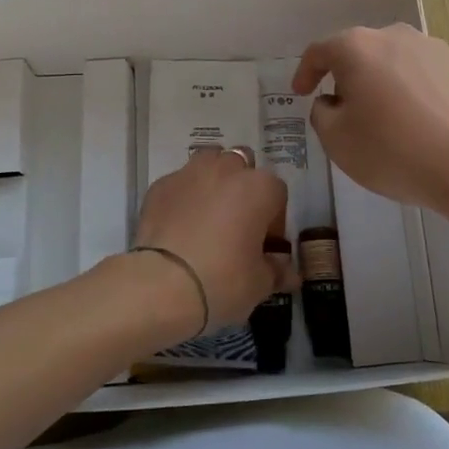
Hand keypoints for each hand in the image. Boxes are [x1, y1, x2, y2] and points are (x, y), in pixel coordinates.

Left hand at [131, 147, 295, 337]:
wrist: (161, 284)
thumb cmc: (222, 280)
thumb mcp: (259, 283)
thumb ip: (277, 271)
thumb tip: (288, 274)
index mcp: (259, 187)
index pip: (277, 194)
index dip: (273, 220)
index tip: (264, 245)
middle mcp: (226, 169)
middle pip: (242, 167)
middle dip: (243, 188)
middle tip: (237, 224)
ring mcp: (190, 173)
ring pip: (209, 163)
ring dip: (213, 181)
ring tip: (207, 215)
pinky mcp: (160, 185)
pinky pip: (179, 183)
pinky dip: (183, 197)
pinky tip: (178, 225)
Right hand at [293, 24, 448, 217]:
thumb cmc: (394, 151)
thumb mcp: (337, 140)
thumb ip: (322, 113)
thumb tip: (333, 101)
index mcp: (357, 47)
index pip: (319, 51)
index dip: (305, 72)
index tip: (301, 93)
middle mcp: (394, 36)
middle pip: (359, 52)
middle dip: (346, 78)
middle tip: (343, 111)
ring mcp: (432, 48)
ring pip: (393, 62)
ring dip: (381, 83)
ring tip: (384, 118)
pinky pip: (422, 74)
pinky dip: (411, 91)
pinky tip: (417, 122)